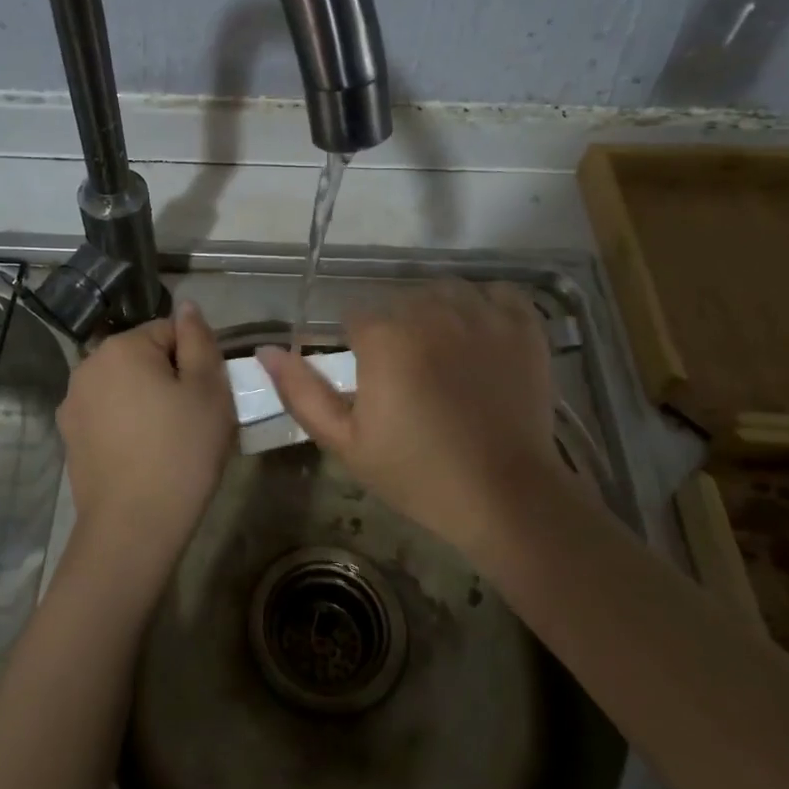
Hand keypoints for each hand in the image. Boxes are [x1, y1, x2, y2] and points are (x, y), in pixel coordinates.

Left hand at [56, 299, 233, 591]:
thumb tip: (188, 306)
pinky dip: (128, 425)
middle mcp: (87, 366)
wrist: (133, 527)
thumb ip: (199, 340)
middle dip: (171, 379)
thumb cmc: (181, 452)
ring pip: (126, 387)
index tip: (209, 397)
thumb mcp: (208, 390)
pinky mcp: (69, 437)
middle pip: (144, 357)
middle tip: (195, 420)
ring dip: (149, 402)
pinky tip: (145, 456)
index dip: (196, 361)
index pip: (170, 332)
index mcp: (120, 347)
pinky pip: (109, 416)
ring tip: (171, 441)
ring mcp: (72, 404)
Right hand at [259, 279, 588, 569]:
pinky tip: (481, 334)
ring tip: (445, 355)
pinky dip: (486, 305)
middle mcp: (431, 312)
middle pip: (399, 302)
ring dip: (438, 314)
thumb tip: (265, 350)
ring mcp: (482, 316)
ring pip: (444, 291)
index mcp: (385, 338)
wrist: (504, 497)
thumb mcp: (346, 442)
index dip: (359, 349)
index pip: (356, 318)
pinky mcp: (523, 327)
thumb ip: (302, 392)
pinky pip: (497, 293)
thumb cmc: (417, 474)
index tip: (371, 381)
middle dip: (397, 332)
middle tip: (410, 379)